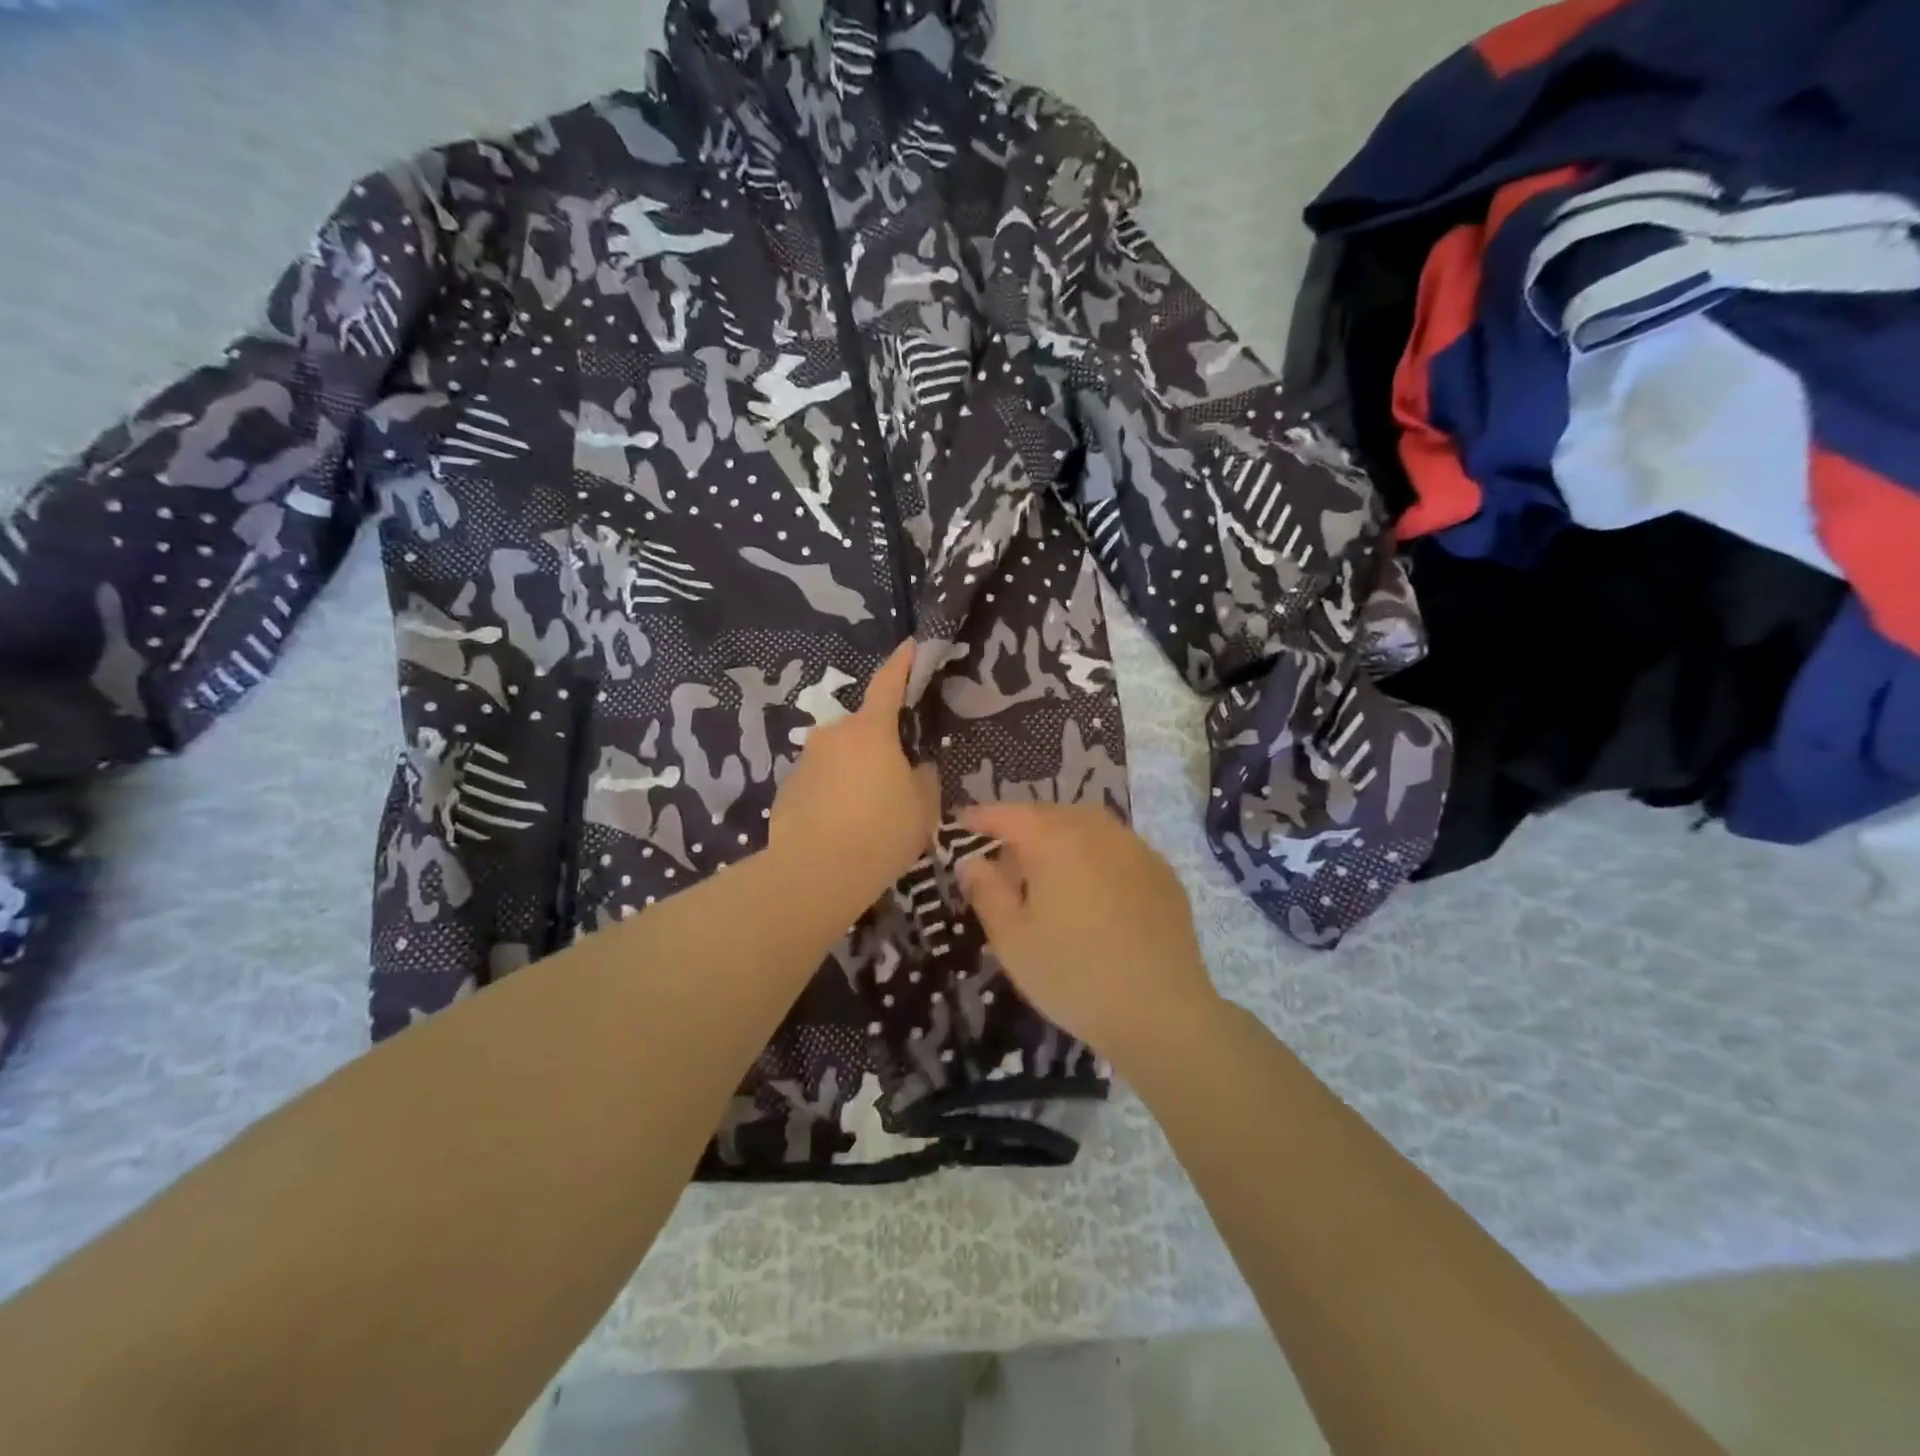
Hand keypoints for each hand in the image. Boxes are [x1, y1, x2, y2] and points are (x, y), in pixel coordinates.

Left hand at [769, 642, 940, 913]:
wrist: (815, 873)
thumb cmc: (881, 832)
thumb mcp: (923, 805)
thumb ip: (924, 776)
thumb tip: (917, 766)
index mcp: (870, 730)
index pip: (889, 682)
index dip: (902, 662)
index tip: (911, 645)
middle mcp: (833, 735)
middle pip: (863, 728)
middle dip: (881, 742)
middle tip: (898, 775)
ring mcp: (806, 761)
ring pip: (840, 756)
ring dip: (856, 771)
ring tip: (870, 810)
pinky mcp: (787, 789)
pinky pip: (820, 781)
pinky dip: (834, 793)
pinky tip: (843, 825)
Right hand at [955, 803, 1220, 1065]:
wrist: (1162, 1012)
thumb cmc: (1074, 976)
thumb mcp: (1012, 940)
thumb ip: (986, 892)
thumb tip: (970, 860)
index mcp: (1056, 841)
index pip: (1010, 815)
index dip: (982, 817)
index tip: (962, 823)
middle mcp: (1098, 832)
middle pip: (1051, 814)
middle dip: (1022, 826)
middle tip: (1003, 857)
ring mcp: (1137, 849)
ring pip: (1088, 825)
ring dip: (1061, 835)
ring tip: (1047, 869)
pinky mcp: (1163, 873)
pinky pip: (1118, 846)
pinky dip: (1095, 852)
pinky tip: (1092, 887)